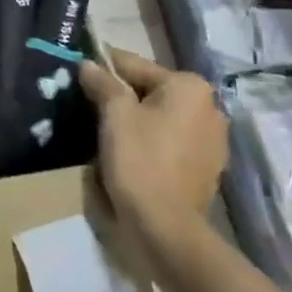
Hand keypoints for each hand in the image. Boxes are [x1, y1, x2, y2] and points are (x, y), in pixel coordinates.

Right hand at [81, 48, 226, 250]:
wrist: (165, 226)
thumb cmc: (140, 160)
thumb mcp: (114, 114)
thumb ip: (102, 82)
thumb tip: (88, 64)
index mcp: (189, 86)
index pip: (133, 65)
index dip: (102, 68)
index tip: (79, 74)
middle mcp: (209, 106)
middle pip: (150, 89)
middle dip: (121, 95)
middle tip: (89, 106)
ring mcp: (213, 139)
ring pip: (162, 115)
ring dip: (137, 118)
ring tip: (107, 131)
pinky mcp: (208, 165)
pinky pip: (171, 139)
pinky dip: (152, 139)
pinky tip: (131, 152)